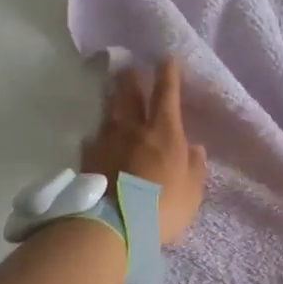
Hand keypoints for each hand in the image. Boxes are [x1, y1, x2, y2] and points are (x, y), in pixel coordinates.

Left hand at [80, 57, 207, 244]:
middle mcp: (134, 128)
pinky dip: (97, 135)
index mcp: (165, 131)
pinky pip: (92, 139)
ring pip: (109, 111)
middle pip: (130, 93)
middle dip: (132, 78)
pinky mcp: (87, 158)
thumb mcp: (191, 191)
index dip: (168, 74)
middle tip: (130, 67)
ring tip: (112, 92)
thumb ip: (194, 167)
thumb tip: (194, 147)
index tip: (166, 59)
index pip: (167, 93)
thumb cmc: (161, 207)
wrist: (113, 224)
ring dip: (112, 99)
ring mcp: (107, 141)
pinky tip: (95, 137)